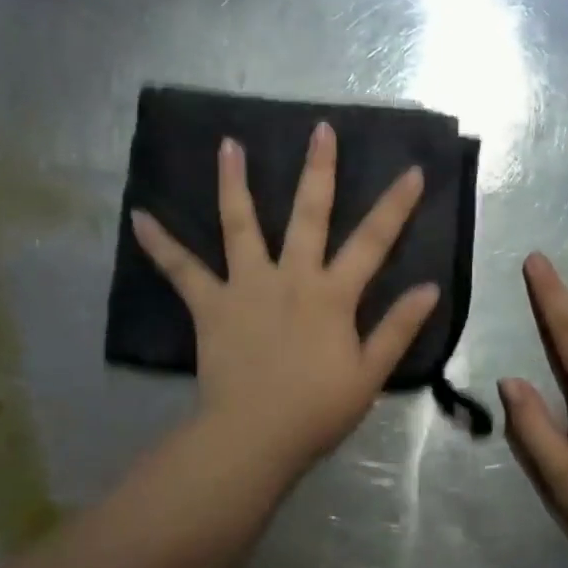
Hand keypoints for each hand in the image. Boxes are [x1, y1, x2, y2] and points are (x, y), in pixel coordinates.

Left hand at [131, 122, 440, 473]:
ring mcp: (247, 286)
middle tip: (320, 130)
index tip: (412, 170)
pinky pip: (182, 270)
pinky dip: (160, 244)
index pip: (373, 241)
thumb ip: (398, 328)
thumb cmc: (317, 409)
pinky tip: (139, 217)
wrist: (255, 437)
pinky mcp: (211, 305)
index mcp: (332, 294)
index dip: (396, 205)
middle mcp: (291, 277)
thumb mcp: (370, 373)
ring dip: (234, 183)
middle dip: (318, 170)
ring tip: (228, 145)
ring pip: (240, 225)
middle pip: (309, 214)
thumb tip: (428, 288)